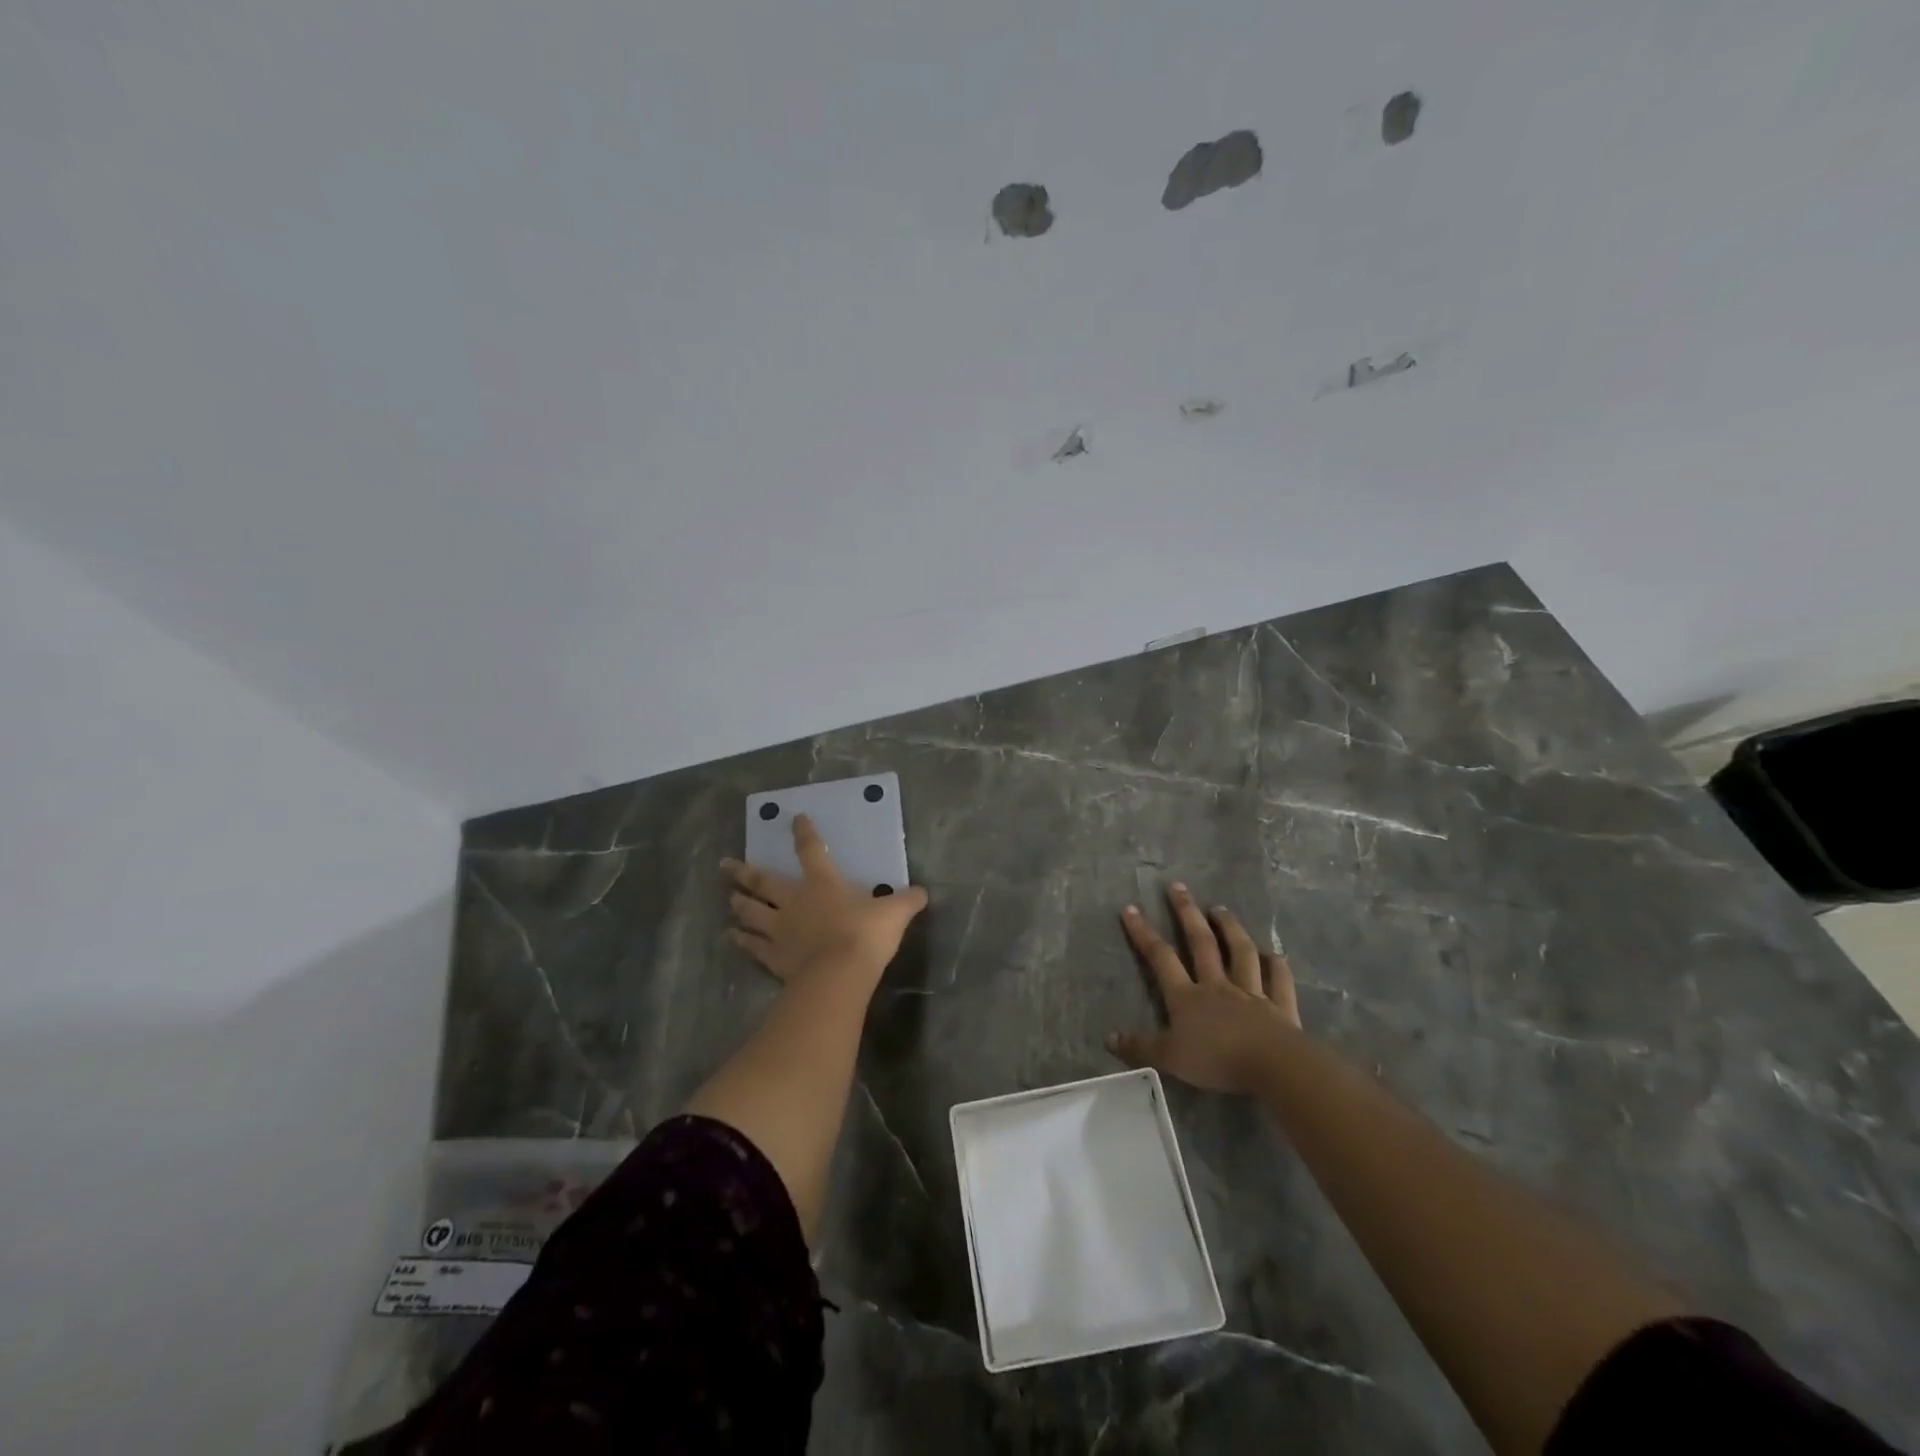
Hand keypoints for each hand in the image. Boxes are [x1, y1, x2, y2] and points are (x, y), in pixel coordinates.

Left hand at [721, 813, 928, 990]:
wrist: (840, 975)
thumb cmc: (866, 935)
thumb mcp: (895, 913)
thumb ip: (907, 901)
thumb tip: (923, 892)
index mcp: (823, 883)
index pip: (812, 851)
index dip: (804, 834)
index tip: (794, 819)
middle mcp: (795, 901)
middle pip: (764, 883)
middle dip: (745, 872)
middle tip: (726, 864)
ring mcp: (780, 930)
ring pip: (752, 913)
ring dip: (740, 905)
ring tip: (729, 899)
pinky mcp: (774, 957)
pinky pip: (754, 946)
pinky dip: (742, 941)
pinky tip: (733, 938)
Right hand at [1109, 884, 1301, 1093]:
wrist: (1272, 1067)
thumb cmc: (1216, 1061)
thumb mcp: (1169, 1059)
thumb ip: (1140, 1047)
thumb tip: (1108, 1038)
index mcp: (1187, 997)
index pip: (1160, 957)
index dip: (1143, 932)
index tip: (1130, 908)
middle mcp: (1218, 986)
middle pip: (1201, 943)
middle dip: (1187, 913)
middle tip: (1178, 886)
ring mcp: (1251, 993)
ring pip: (1240, 953)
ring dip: (1230, 928)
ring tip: (1221, 908)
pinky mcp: (1280, 1007)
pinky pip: (1279, 981)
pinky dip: (1278, 965)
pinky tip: (1276, 953)